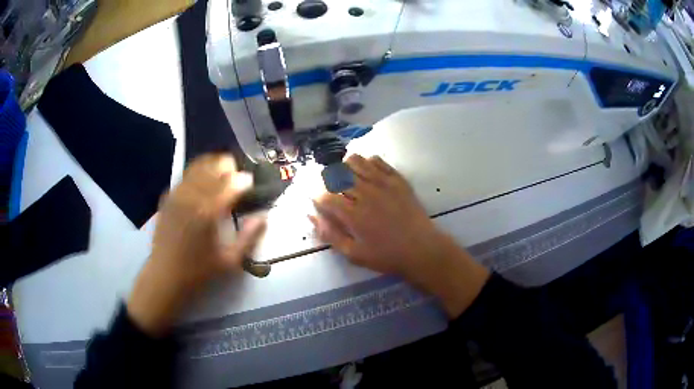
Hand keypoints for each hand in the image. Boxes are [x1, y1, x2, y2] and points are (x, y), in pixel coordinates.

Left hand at [128, 154, 265, 335]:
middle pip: (214, 167)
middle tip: (237, 174)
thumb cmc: (199, 272)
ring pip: (198, 167)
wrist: (165, 276)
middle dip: (229, 166)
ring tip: (221, 170)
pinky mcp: (168, 198)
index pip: (231, 183)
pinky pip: (184, 176)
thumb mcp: (230, 261)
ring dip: (213, 164)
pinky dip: (197, 172)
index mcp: (209, 212)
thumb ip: (249, 237)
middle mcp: (193, 197)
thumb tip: (263, 216)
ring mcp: (178, 195)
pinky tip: (202, 181)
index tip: (252, 182)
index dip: (244, 179)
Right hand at [311, 155, 489, 316]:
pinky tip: (366, 173)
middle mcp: (365, 194)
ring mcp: (383, 183)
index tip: (319, 202)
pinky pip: (377, 161)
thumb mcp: (354, 254)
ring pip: (355, 161)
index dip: (317, 197)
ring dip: (345, 167)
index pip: (325, 196)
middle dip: (328, 180)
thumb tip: (311, 217)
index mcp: (353, 215)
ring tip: (347, 178)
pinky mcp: (397, 179)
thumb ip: (330, 235)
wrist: (421, 248)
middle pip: (337, 174)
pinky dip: (366, 163)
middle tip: (332, 190)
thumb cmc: (386, 255)